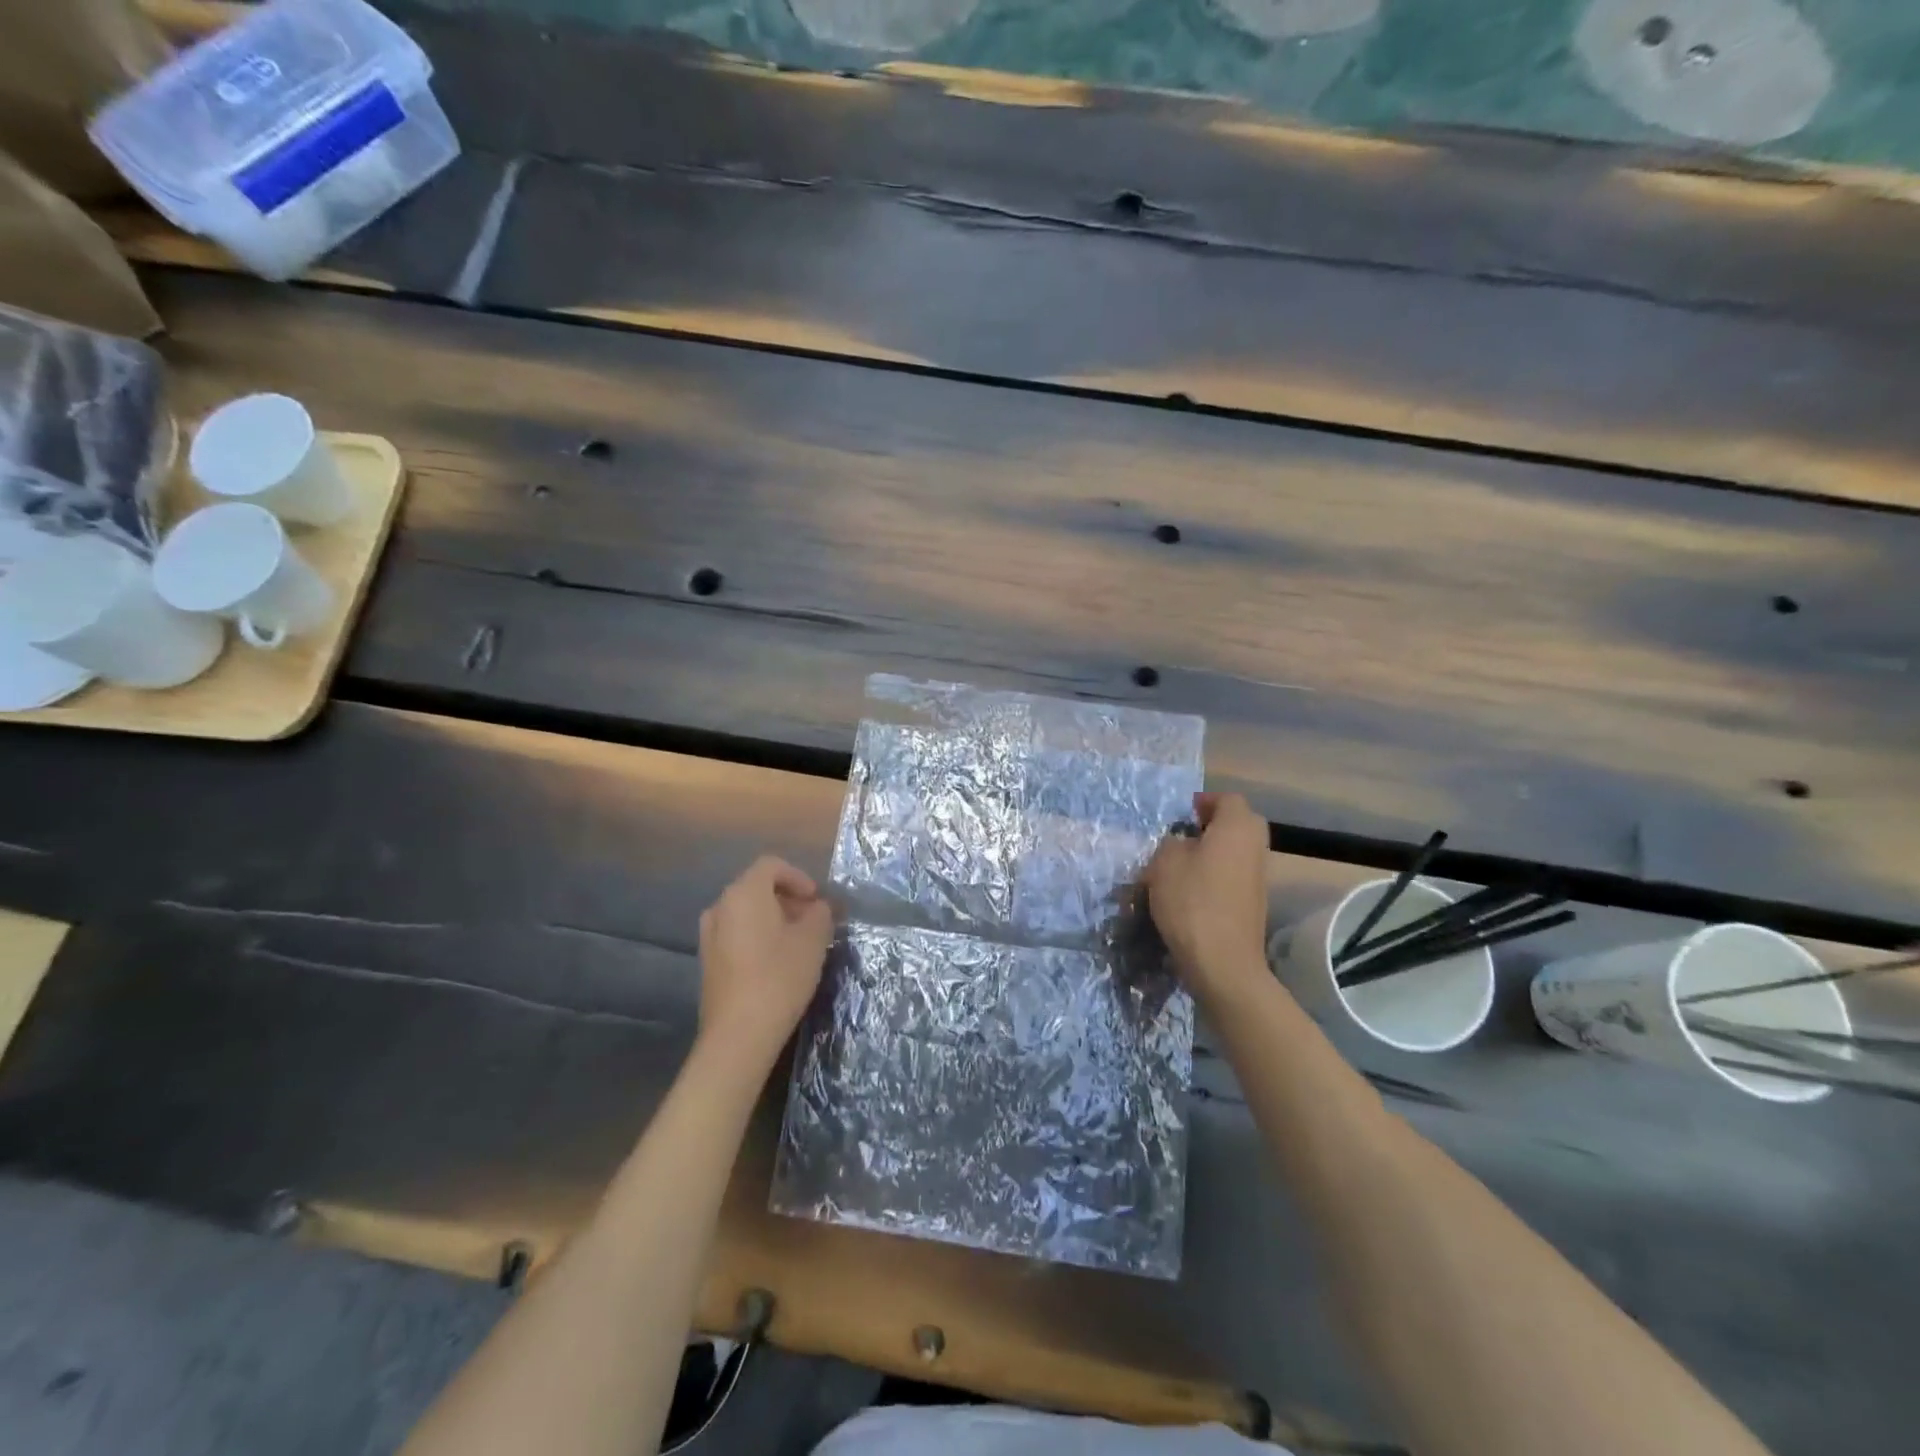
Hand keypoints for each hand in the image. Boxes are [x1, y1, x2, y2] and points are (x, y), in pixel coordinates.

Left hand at [697, 856, 834, 1067]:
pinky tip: (776, 961)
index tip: (816, 900)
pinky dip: (757, 936)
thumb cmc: (779, 977)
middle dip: (787, 898)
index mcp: (744, 893)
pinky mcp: (707, 960)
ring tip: (797, 941)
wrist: (739, 1034)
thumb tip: (818, 907)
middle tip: (812, 920)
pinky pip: (735, 933)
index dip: (798, 877)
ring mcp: (709, 935)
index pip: (771, 866)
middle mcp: (721, 906)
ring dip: (772, 918)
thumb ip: (820, 914)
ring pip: (746, 912)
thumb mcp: (813, 941)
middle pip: (757, 887)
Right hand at [1145, 793, 1271, 1006]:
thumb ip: (1172, 843)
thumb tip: (1182, 843)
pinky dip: (1218, 874)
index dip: (1204, 801)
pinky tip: (1192, 890)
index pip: (1228, 799)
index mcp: (1237, 828)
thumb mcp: (1164, 863)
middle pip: (1240, 823)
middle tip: (1185, 834)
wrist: (1223, 962)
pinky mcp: (1254, 903)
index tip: (1183, 813)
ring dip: (1215, 851)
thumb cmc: (1192, 902)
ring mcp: (1259, 877)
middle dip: (1214, 824)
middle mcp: (1255, 847)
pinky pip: (1236, 875)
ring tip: (1182, 865)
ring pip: (1238, 851)